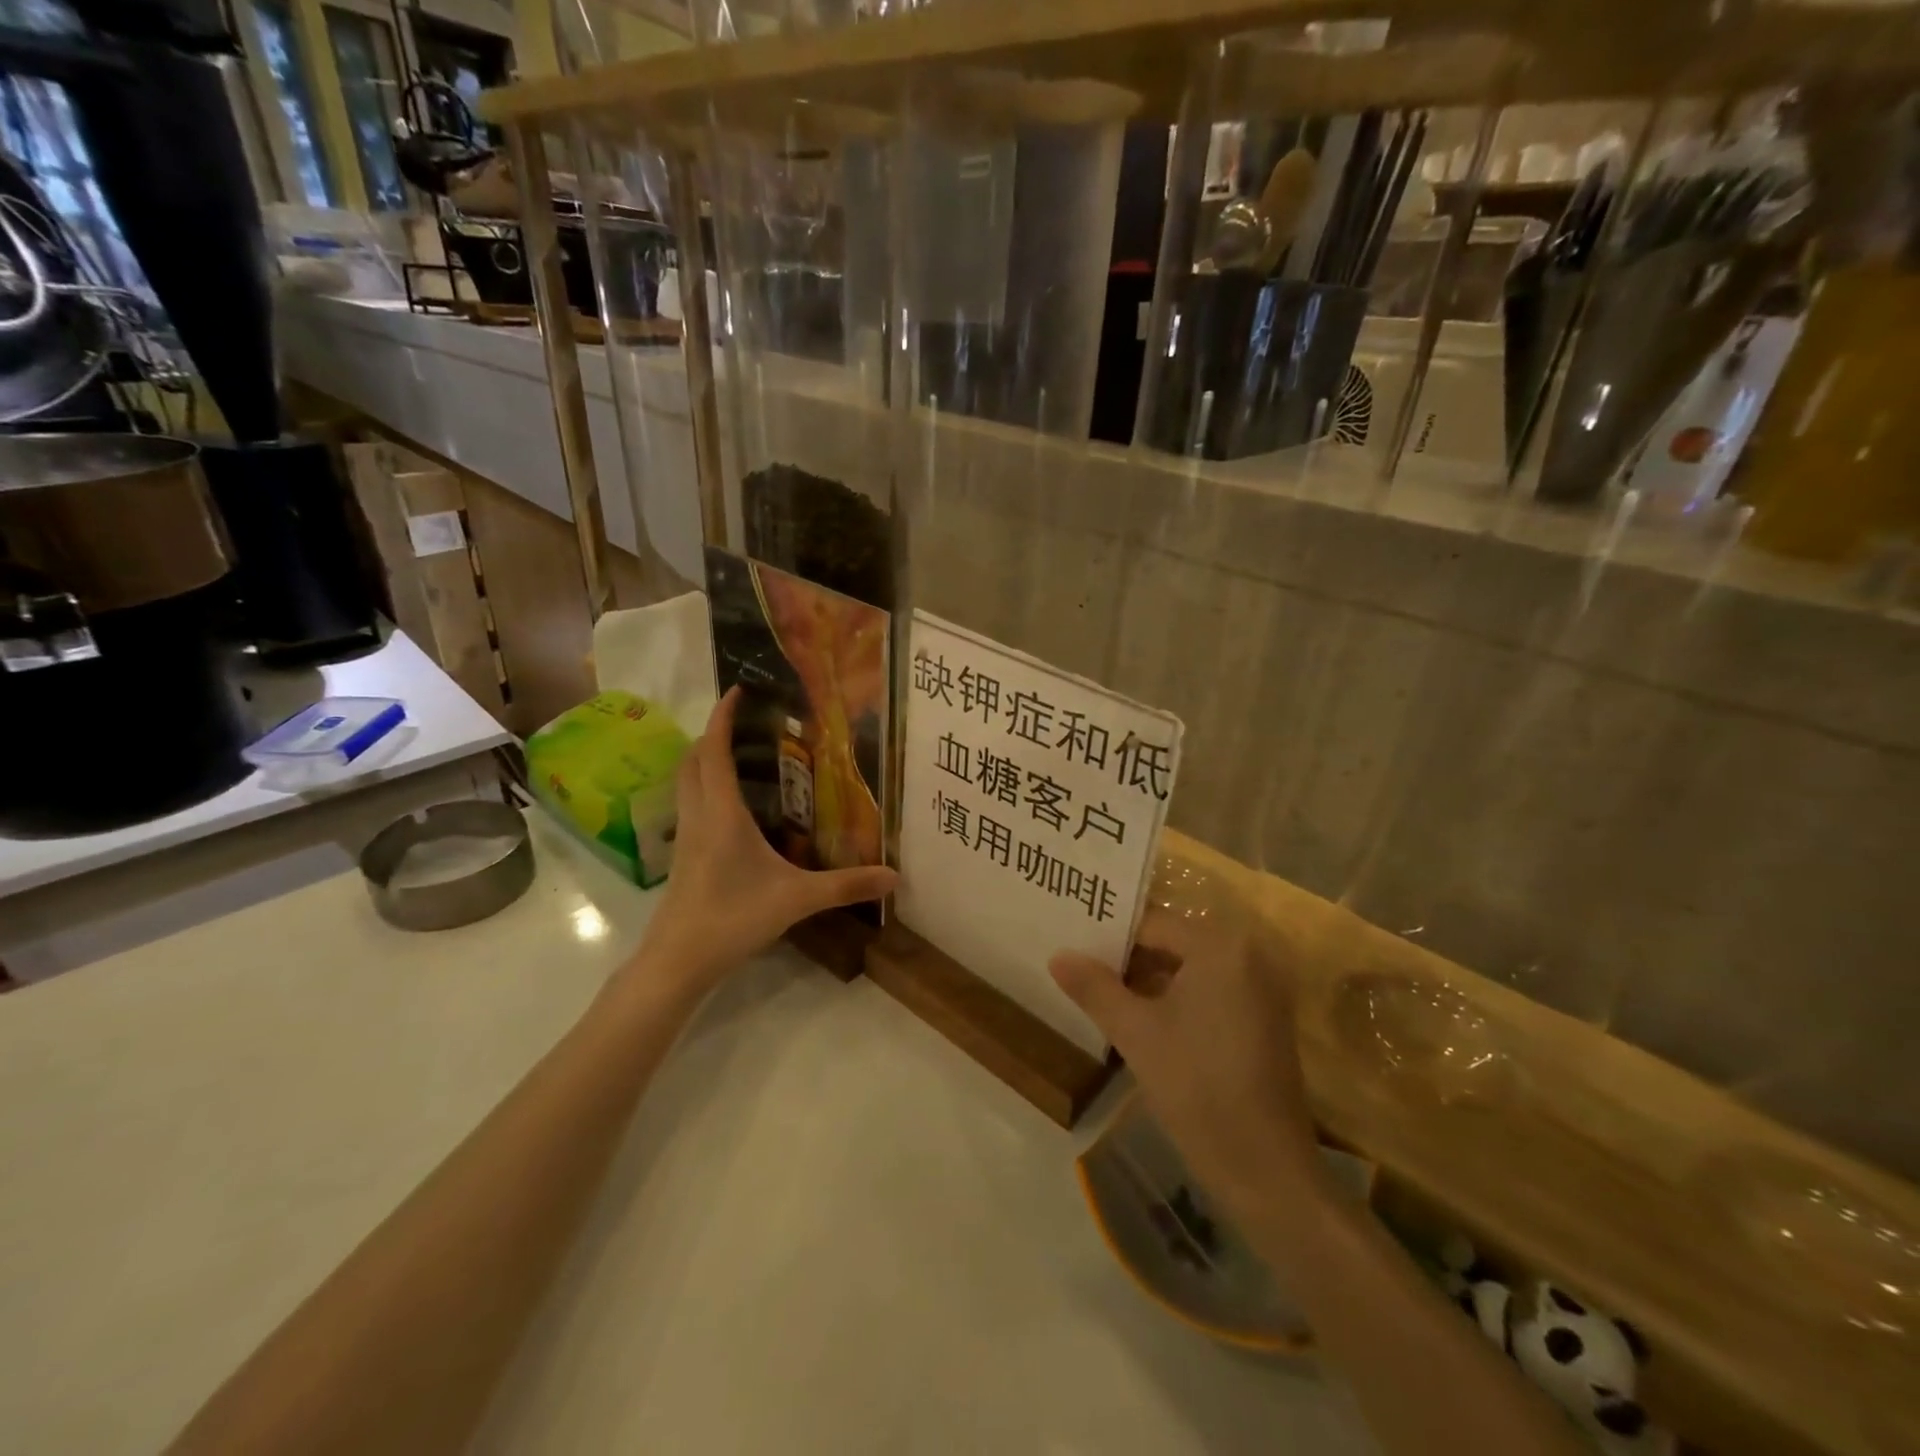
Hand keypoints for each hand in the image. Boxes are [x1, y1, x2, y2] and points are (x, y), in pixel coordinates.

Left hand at [626, 688, 895, 993]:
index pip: (713, 750)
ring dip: (705, 758)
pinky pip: (690, 803)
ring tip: (740, 753)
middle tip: (747, 723)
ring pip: (686, 781)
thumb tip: (894, 876)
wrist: (678, 961)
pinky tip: (733, 806)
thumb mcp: (797, 899)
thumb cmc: (733, 919)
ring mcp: (685, 835)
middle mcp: (698, 815)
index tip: (738, 690)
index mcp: (721, 812)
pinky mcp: (683, 854)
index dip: (722, 716)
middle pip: (693, 759)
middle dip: (714, 732)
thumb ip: (846, 886)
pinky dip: (705, 786)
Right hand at [1050, 897, 1321, 1220]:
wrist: (1267, 1171)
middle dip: (1127, 958)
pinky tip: (1140, 1018)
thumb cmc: (1197, 1088)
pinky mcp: (1264, 1018)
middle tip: (1081, 969)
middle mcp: (1248, 954)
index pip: (1152, 924)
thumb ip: (1094, 987)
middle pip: (1172, 942)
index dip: (1109, 938)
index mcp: (1220, 946)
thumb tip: (1058, 955)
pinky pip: (1210, 989)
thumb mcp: (1135, 1033)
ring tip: (1102, 992)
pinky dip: (1176, 997)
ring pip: (1189, 968)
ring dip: (1149, 979)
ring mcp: (1261, 988)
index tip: (1073, 950)